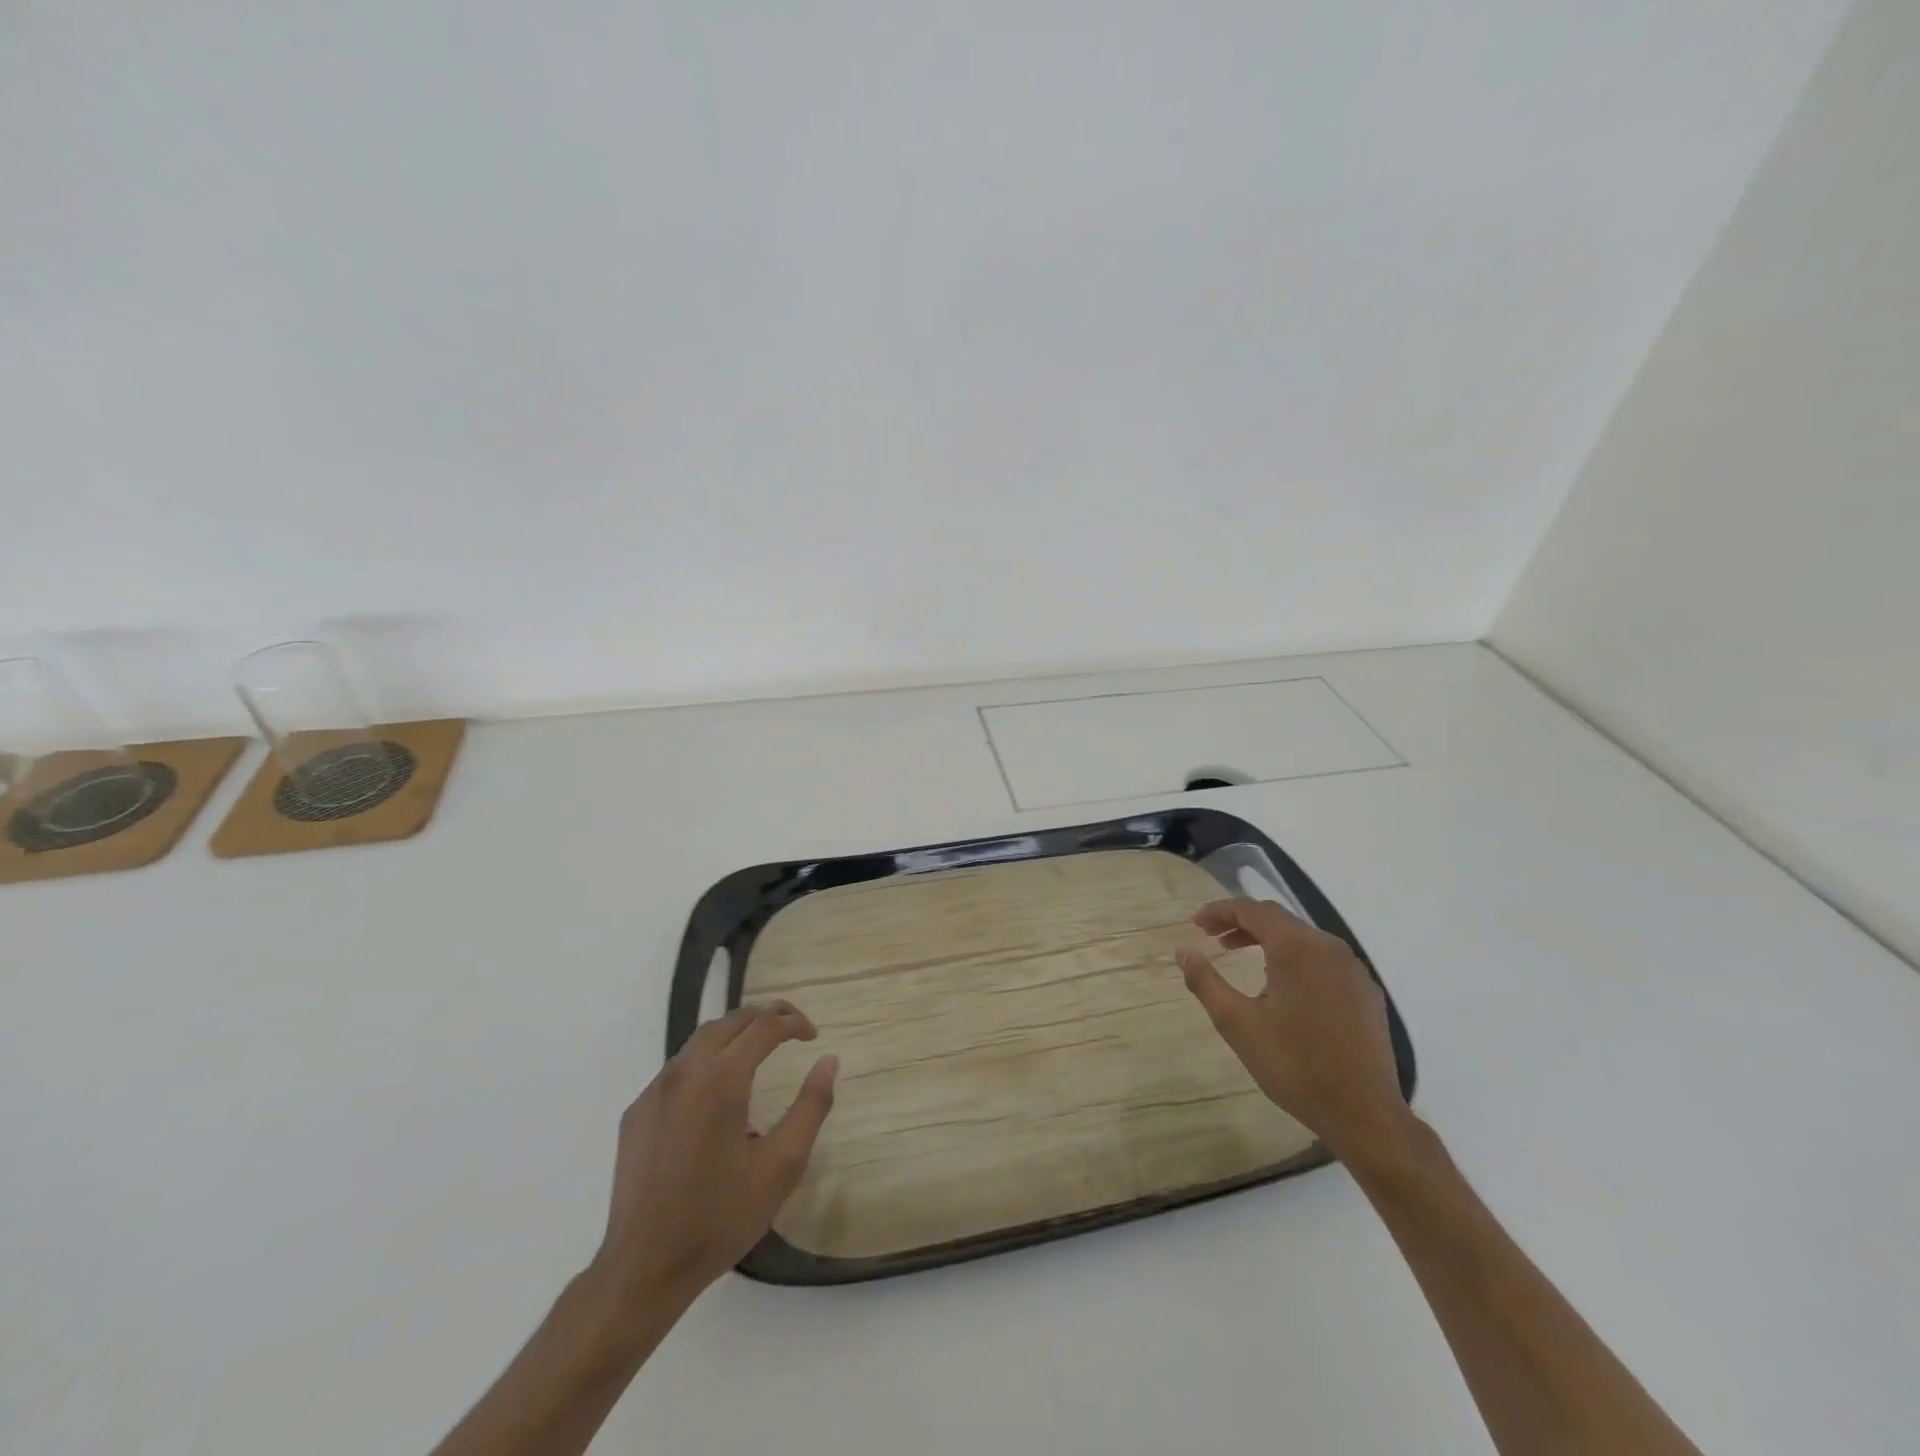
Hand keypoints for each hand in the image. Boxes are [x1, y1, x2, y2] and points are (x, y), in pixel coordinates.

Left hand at [592, 1002, 837, 1304]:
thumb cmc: (720, 1218)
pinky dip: (706, 1063)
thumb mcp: (782, 1166)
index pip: (763, 1026)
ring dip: (733, 1035)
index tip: (812, 1034)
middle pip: (729, 1021)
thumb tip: (828, 1061)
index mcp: (721, 1080)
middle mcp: (684, 1072)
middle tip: (790, 1028)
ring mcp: (654, 1091)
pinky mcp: (636, 1113)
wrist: (643, 1270)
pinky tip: (717, 1094)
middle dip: (763, 1016)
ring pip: (699, 1041)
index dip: (792, 1022)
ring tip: (758, 1050)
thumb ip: (811, 1106)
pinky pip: (677, 1070)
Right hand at [1176, 898, 1408, 1162]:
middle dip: (1241, 923)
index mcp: (1296, 947)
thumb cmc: (1295, 1065)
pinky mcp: (1366, 991)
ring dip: (1267, 939)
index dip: (1219, 911)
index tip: (1195, 925)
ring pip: (1302, 938)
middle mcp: (1328, 947)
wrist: (1364, 1115)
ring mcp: (1352, 968)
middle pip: (1278, 919)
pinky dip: (1294, 958)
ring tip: (1240, 957)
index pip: (1251, 910)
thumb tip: (1183, 951)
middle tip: (1212, 939)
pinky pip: (1323, 959)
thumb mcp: (1237, 1023)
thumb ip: (1206, 981)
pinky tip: (1282, 986)